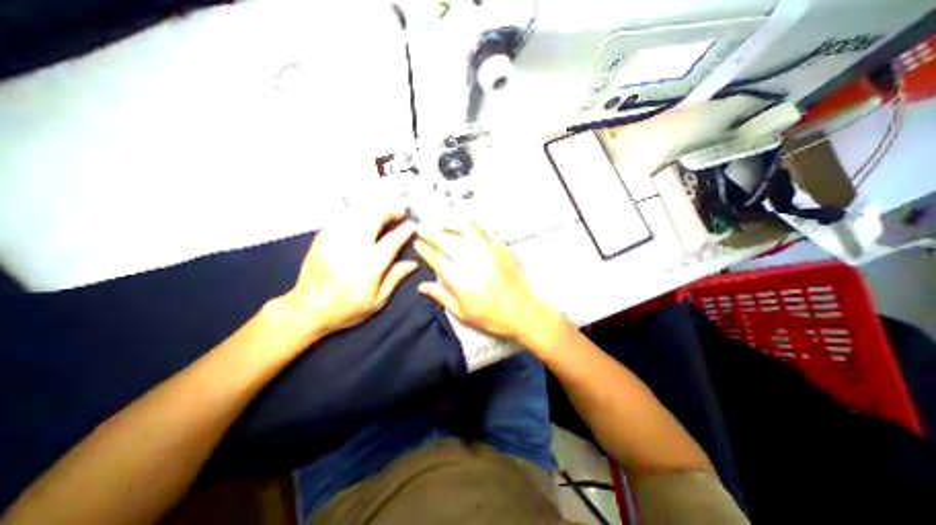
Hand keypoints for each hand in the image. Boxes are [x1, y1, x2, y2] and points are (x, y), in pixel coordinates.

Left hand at [282, 208, 415, 338]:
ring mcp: (335, 241)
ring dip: (373, 210)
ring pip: (357, 214)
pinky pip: (340, 218)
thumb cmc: (346, 309)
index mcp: (369, 266)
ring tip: (382, 213)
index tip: (412, 225)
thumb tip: (413, 264)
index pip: (392, 240)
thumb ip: (395, 278)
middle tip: (399, 213)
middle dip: (390, 211)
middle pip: (373, 218)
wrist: (307, 310)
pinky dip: (354, 214)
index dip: (405, 230)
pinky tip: (361, 218)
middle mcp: (353, 249)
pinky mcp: (321, 239)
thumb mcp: (377, 300)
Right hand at [411, 220, 554, 340]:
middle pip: (447, 241)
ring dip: (451, 225)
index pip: (436, 259)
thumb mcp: (462, 313)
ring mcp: (488, 251)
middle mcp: (472, 261)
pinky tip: (469, 224)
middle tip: (422, 229)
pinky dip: (475, 224)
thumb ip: (441, 296)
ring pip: (466, 229)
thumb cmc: (491, 315)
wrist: (520, 310)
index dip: (425, 249)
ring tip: (444, 225)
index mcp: (460, 280)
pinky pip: (486, 229)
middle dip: (431, 233)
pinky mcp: (502, 247)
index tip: (417, 243)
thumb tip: (422, 286)